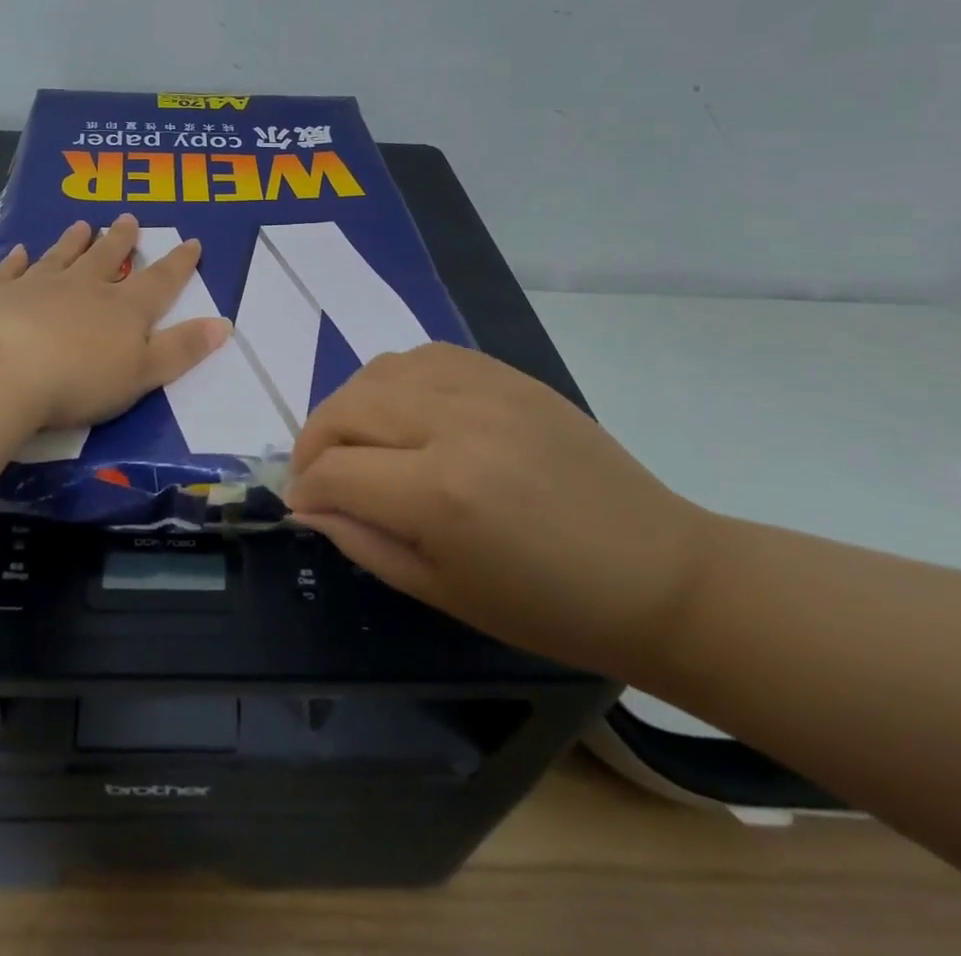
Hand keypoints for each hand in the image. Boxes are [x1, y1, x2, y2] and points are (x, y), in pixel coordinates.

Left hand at [0, 213, 231, 429]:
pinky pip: (12, 272)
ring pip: (62, 257)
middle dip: (121, 240)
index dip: (179, 264)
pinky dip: (16, 261)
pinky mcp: (0, 297)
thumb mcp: (144, 372)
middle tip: (129, 218)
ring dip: (73, 242)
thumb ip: (182, 349)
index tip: (191, 242)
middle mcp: (84, 288)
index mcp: (124, 309)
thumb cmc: (80, 379)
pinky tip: (19, 250)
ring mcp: (39, 288)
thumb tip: (224, 324)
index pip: (160, 281)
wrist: (3, 370)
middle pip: (107, 258)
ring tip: (82, 225)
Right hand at [284, 343, 717, 678]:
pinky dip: (395, 380)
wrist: (656, 572)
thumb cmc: (548, 606)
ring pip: (378, 371)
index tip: (303, 505)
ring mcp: (484, 388)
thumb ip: (361, 540)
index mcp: (440, 494)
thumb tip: (307, 504)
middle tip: (320, 475)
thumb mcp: (441, 591)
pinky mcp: (506, 373)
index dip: (305, 490)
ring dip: (351, 406)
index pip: (334, 470)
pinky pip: (423, 355)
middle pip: (346, 408)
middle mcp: (454, 424)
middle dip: (314, 442)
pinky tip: (405, 411)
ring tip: (358, 441)